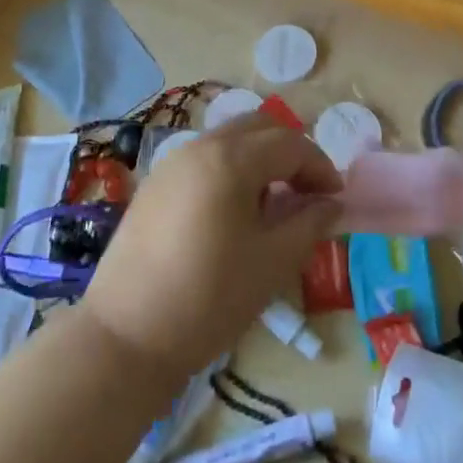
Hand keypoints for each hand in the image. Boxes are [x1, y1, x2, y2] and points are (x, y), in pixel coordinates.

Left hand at [80, 112, 342, 380]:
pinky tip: (234, 212)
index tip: (336, 198)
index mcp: (232, 159)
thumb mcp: (273, 263)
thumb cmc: (210, 298)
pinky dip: (230, 169)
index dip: (320, 166)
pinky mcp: (154, 184)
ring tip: (273, 203)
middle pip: (258, 127)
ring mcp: (172, 163)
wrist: (126, 335)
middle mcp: (201, 146)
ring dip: (259, 158)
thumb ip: (309, 224)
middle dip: (290, 151)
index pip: (290, 144)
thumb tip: (331, 204)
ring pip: (228, 140)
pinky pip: (204, 159)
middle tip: (307, 191)